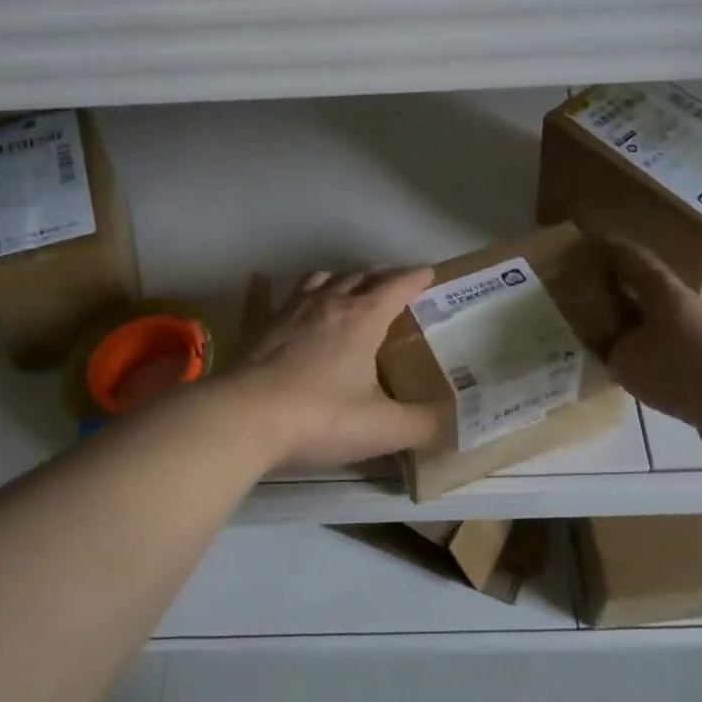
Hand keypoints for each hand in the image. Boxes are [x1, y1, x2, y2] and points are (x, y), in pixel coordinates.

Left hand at [232, 268, 440, 469]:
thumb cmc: (322, 418)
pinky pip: (261, 300)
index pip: (396, 287)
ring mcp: (287, 312)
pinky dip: (264, 288)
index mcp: (363, 319)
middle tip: (392, 283)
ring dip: (335, 279)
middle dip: (379, 277)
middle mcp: (327, 304)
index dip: (416, 278)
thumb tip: (456, 426)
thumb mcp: (384, 428)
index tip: (429, 274)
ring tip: (344, 285)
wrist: (245, 419)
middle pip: (359, 278)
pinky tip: (260, 279)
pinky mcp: (256, 329)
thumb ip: (425, 425)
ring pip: (316, 281)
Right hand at [604, 239, 701, 465]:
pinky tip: (632, 362)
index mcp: (661, 289)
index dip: (607, 249)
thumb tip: (608, 344)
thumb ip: (610, 347)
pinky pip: (667, 341)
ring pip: (657, 314)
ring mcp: (699, 329)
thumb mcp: (626, 360)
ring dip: (633, 317)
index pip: (630, 257)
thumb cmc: (679, 368)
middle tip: (586, 290)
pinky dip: (647, 344)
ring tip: (605, 329)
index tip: (585, 245)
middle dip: (617, 285)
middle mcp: (682, 301)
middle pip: (645, 285)